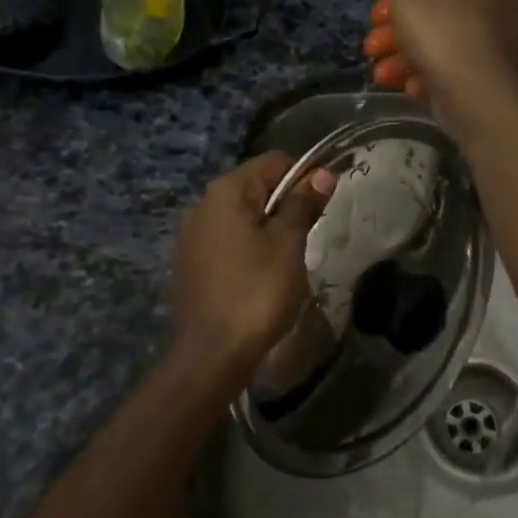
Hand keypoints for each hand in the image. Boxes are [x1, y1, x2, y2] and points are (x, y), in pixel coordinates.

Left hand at [169, 151, 334, 388]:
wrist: (212, 354)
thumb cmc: (257, 292)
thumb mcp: (288, 244)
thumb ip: (303, 204)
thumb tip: (322, 173)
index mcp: (227, 191)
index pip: (274, 162)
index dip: (306, 175)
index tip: (327, 203)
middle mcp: (203, 204)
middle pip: (256, 187)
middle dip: (287, 202)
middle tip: (311, 234)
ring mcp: (192, 235)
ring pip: (241, 215)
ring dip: (269, 226)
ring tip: (289, 258)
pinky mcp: (190, 263)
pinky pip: (227, 240)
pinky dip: (249, 246)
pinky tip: (261, 275)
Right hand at [363, 0, 517, 129]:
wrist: (475, 86)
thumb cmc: (437, 22)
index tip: (384, 6)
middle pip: (438, 0)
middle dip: (399, 25)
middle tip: (374, 45)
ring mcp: (499, 26)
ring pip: (444, 33)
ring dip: (407, 51)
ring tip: (382, 73)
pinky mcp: (497, 61)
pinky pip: (458, 57)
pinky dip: (431, 69)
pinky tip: (408, 84)